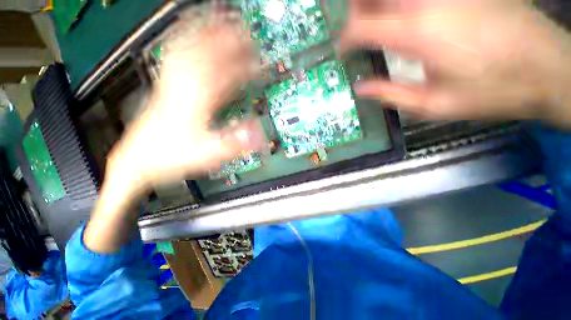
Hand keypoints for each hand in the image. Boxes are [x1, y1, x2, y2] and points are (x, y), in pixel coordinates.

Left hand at [109, 9, 263, 196]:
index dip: (237, 56)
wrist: (138, 159)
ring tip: (218, 20)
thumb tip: (259, 133)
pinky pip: (176, 59)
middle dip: (225, 38)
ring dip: (204, 32)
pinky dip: (184, 43)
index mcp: (194, 99)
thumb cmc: (169, 155)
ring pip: (188, 49)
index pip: (218, 69)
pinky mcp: (169, 89)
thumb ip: (235, 143)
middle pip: (204, 52)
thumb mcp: (207, 154)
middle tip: (242, 30)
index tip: (252, 46)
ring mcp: (173, 85)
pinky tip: (189, 36)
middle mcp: (183, 86)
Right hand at [342, 0, 570, 126]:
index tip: (342, 52)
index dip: (345, 40)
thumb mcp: (432, 105)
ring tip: (374, 21)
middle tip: (354, 31)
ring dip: (377, 4)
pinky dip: (401, 3)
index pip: (361, 27)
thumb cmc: (491, 91)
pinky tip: (405, 16)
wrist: (547, 68)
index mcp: (416, 33)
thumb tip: (360, 88)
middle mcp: (426, 2)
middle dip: (356, 10)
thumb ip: (389, 94)